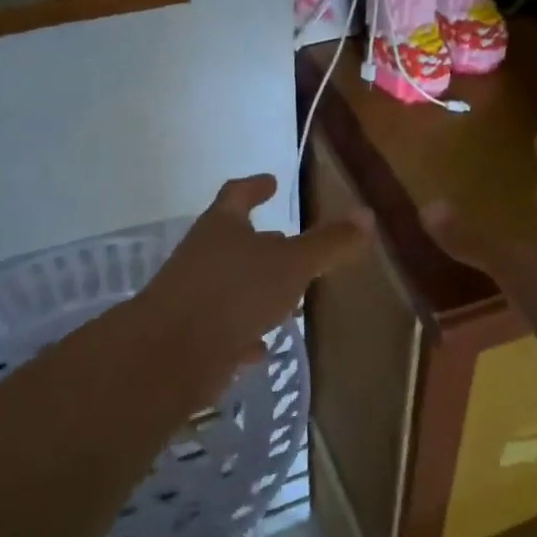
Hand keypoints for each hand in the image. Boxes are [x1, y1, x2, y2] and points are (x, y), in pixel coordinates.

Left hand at [131, 174, 369, 397]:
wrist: (170, 355)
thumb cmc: (234, 293)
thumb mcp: (292, 264)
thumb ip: (328, 242)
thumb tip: (366, 213)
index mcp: (221, 227)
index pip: (237, 194)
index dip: (255, 187)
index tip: (271, 181)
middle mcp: (202, 256)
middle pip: (233, 241)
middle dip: (261, 241)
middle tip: (287, 240)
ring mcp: (193, 297)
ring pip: (230, 287)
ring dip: (256, 289)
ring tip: (287, 298)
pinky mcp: (191, 337)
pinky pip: (224, 330)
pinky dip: (244, 333)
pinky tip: (261, 347)